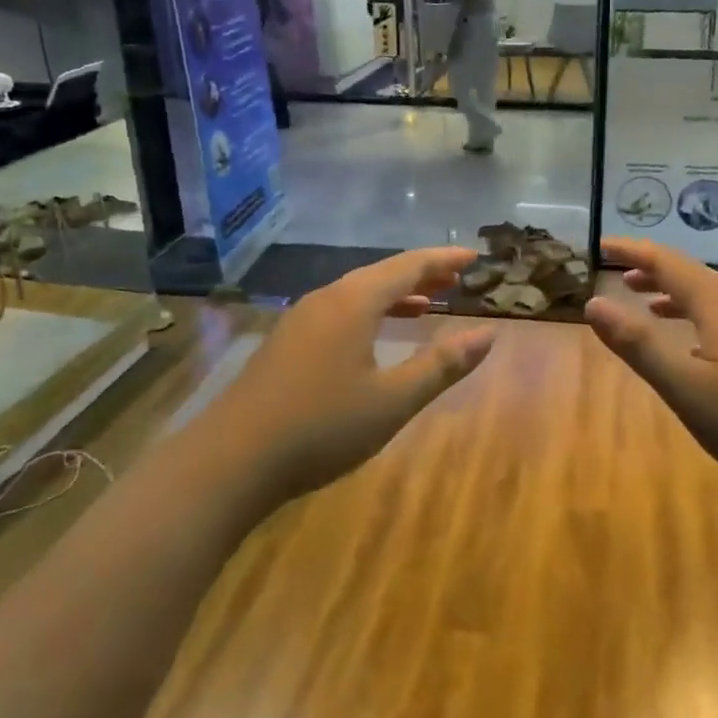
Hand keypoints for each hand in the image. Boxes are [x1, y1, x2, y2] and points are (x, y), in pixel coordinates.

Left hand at [212, 247, 495, 498]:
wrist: (230, 461)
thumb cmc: (321, 427)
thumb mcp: (392, 401)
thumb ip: (441, 365)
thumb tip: (487, 335)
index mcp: (353, 303)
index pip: (408, 267)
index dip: (443, 260)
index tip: (472, 257)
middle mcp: (326, 300)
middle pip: (381, 274)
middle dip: (421, 274)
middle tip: (455, 277)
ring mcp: (300, 321)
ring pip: (357, 294)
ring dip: (394, 295)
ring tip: (427, 304)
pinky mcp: (285, 344)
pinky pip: (339, 312)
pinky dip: (369, 313)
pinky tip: (374, 337)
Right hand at [585, 238, 717, 497]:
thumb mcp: (685, 386)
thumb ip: (639, 344)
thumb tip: (593, 303)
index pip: (669, 263)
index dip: (634, 251)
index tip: (601, 245)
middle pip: (692, 274)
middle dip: (653, 269)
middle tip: (618, 271)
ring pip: (710, 298)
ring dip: (674, 293)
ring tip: (645, 301)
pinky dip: (695, 318)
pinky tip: (692, 345)